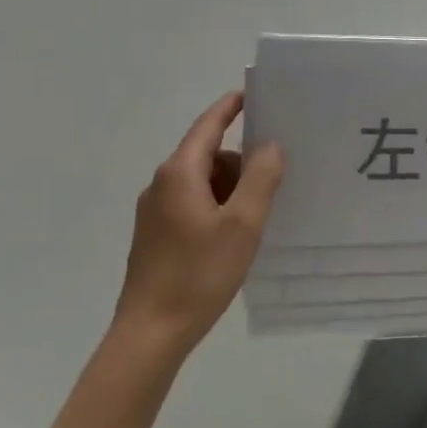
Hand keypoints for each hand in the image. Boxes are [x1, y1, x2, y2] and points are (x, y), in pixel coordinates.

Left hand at [116, 92, 283, 358]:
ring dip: (231, 191)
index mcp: (179, 173)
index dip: (230, 108)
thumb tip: (270, 145)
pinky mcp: (155, 237)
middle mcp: (162, 185)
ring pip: (202, 185)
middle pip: (208, 156)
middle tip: (276, 184)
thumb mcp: (243, 224)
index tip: (252, 94)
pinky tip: (235, 238)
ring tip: (258, 219)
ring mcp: (155, 213)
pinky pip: (193, 206)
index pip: (208, 125)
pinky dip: (217, 210)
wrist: (150, 333)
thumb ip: (261, 179)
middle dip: (241, 164)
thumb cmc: (199, 273)